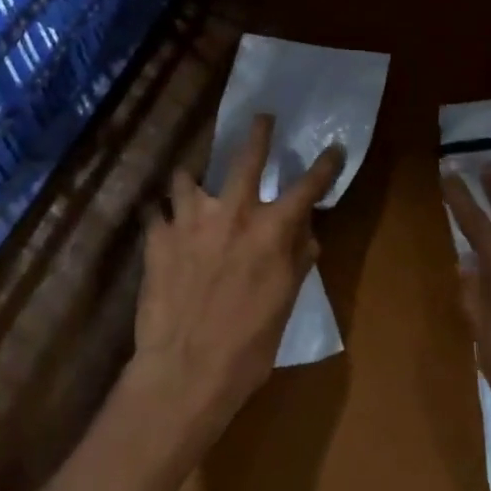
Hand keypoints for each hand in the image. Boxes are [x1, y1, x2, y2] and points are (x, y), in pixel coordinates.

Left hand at [128, 114, 344, 446]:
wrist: (184, 372)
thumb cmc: (246, 347)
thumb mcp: (283, 305)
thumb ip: (295, 261)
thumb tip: (307, 235)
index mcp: (270, 231)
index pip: (306, 188)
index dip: (324, 166)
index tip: (334, 148)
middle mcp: (231, 212)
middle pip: (246, 157)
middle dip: (257, 133)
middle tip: (262, 118)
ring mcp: (190, 220)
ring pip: (186, 177)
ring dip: (191, 180)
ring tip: (190, 184)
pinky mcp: (157, 237)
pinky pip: (156, 214)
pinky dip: (162, 218)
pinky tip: (161, 229)